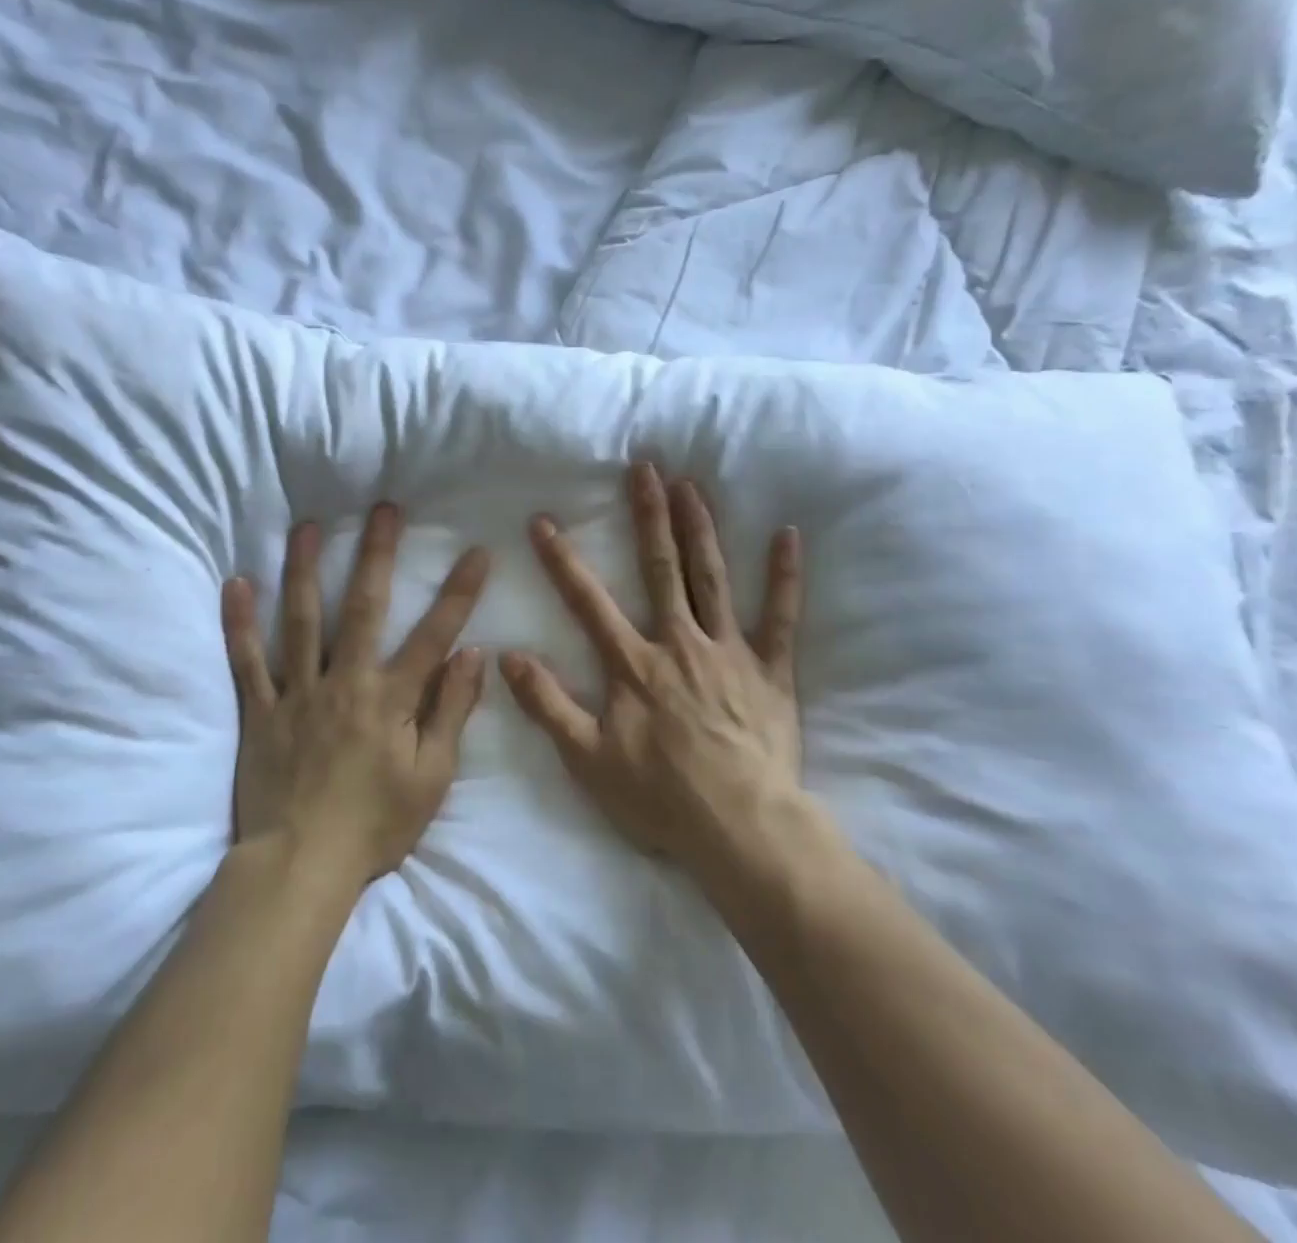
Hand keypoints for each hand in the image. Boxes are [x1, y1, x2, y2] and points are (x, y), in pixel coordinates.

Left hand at [221, 504, 490, 887]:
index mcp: (391, 699)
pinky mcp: (260, 711)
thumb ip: (452, 712)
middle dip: (378, 555)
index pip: (434, 635)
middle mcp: (345, 682)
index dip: (459, 593)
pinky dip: (239, 623)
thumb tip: (473, 656)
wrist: (300, 864)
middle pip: (364, 608)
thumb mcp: (432, 777)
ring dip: (306, 570)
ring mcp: (297, 693)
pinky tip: (236, 584)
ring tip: (309, 528)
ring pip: (301, 621)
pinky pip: (247, 661)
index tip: (476, 552)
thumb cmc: (376, 824)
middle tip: (385, 509)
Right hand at [500, 464, 804, 874]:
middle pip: (661, 568)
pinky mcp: (770, 670)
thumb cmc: (661, 798)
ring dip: (701, 528)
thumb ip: (547, 705)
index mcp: (634, 664)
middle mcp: (680, 643)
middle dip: (649, 516)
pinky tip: (789, 535)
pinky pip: (782, 616)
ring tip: (692, 484)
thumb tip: (507, 658)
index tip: (543, 521)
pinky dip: (786, 576)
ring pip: (713, 578)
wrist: (741, 829)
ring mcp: (729, 652)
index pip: (588, 601)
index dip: (562, 560)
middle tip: (645, 468)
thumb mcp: (587, 759)